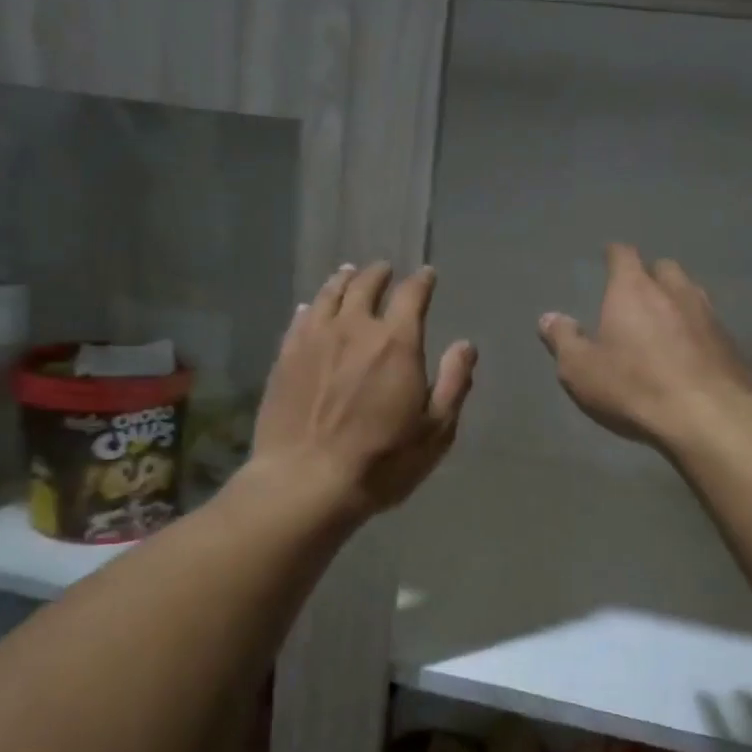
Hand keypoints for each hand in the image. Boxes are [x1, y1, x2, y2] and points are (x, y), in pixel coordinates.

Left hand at [252, 262, 476, 518]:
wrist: (306, 481)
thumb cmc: (382, 461)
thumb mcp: (436, 430)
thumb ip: (454, 383)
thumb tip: (466, 345)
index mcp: (396, 342)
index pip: (411, 295)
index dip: (422, 281)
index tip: (427, 275)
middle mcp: (354, 329)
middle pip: (366, 285)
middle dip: (380, 274)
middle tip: (385, 270)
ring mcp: (314, 340)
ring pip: (329, 295)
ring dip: (344, 280)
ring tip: (349, 274)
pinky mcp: (285, 357)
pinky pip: (300, 319)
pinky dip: (312, 306)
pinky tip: (312, 307)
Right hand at [537, 244, 751, 450]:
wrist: (708, 417)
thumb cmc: (634, 386)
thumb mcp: (580, 369)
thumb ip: (563, 339)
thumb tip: (548, 317)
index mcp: (633, 290)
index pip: (624, 254)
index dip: (615, 255)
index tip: (609, 258)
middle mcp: (675, 291)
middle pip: (664, 268)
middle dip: (650, 275)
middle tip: (637, 293)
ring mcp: (709, 315)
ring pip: (692, 293)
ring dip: (677, 300)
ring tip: (665, 320)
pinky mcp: (731, 344)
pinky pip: (710, 326)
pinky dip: (697, 331)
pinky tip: (691, 352)